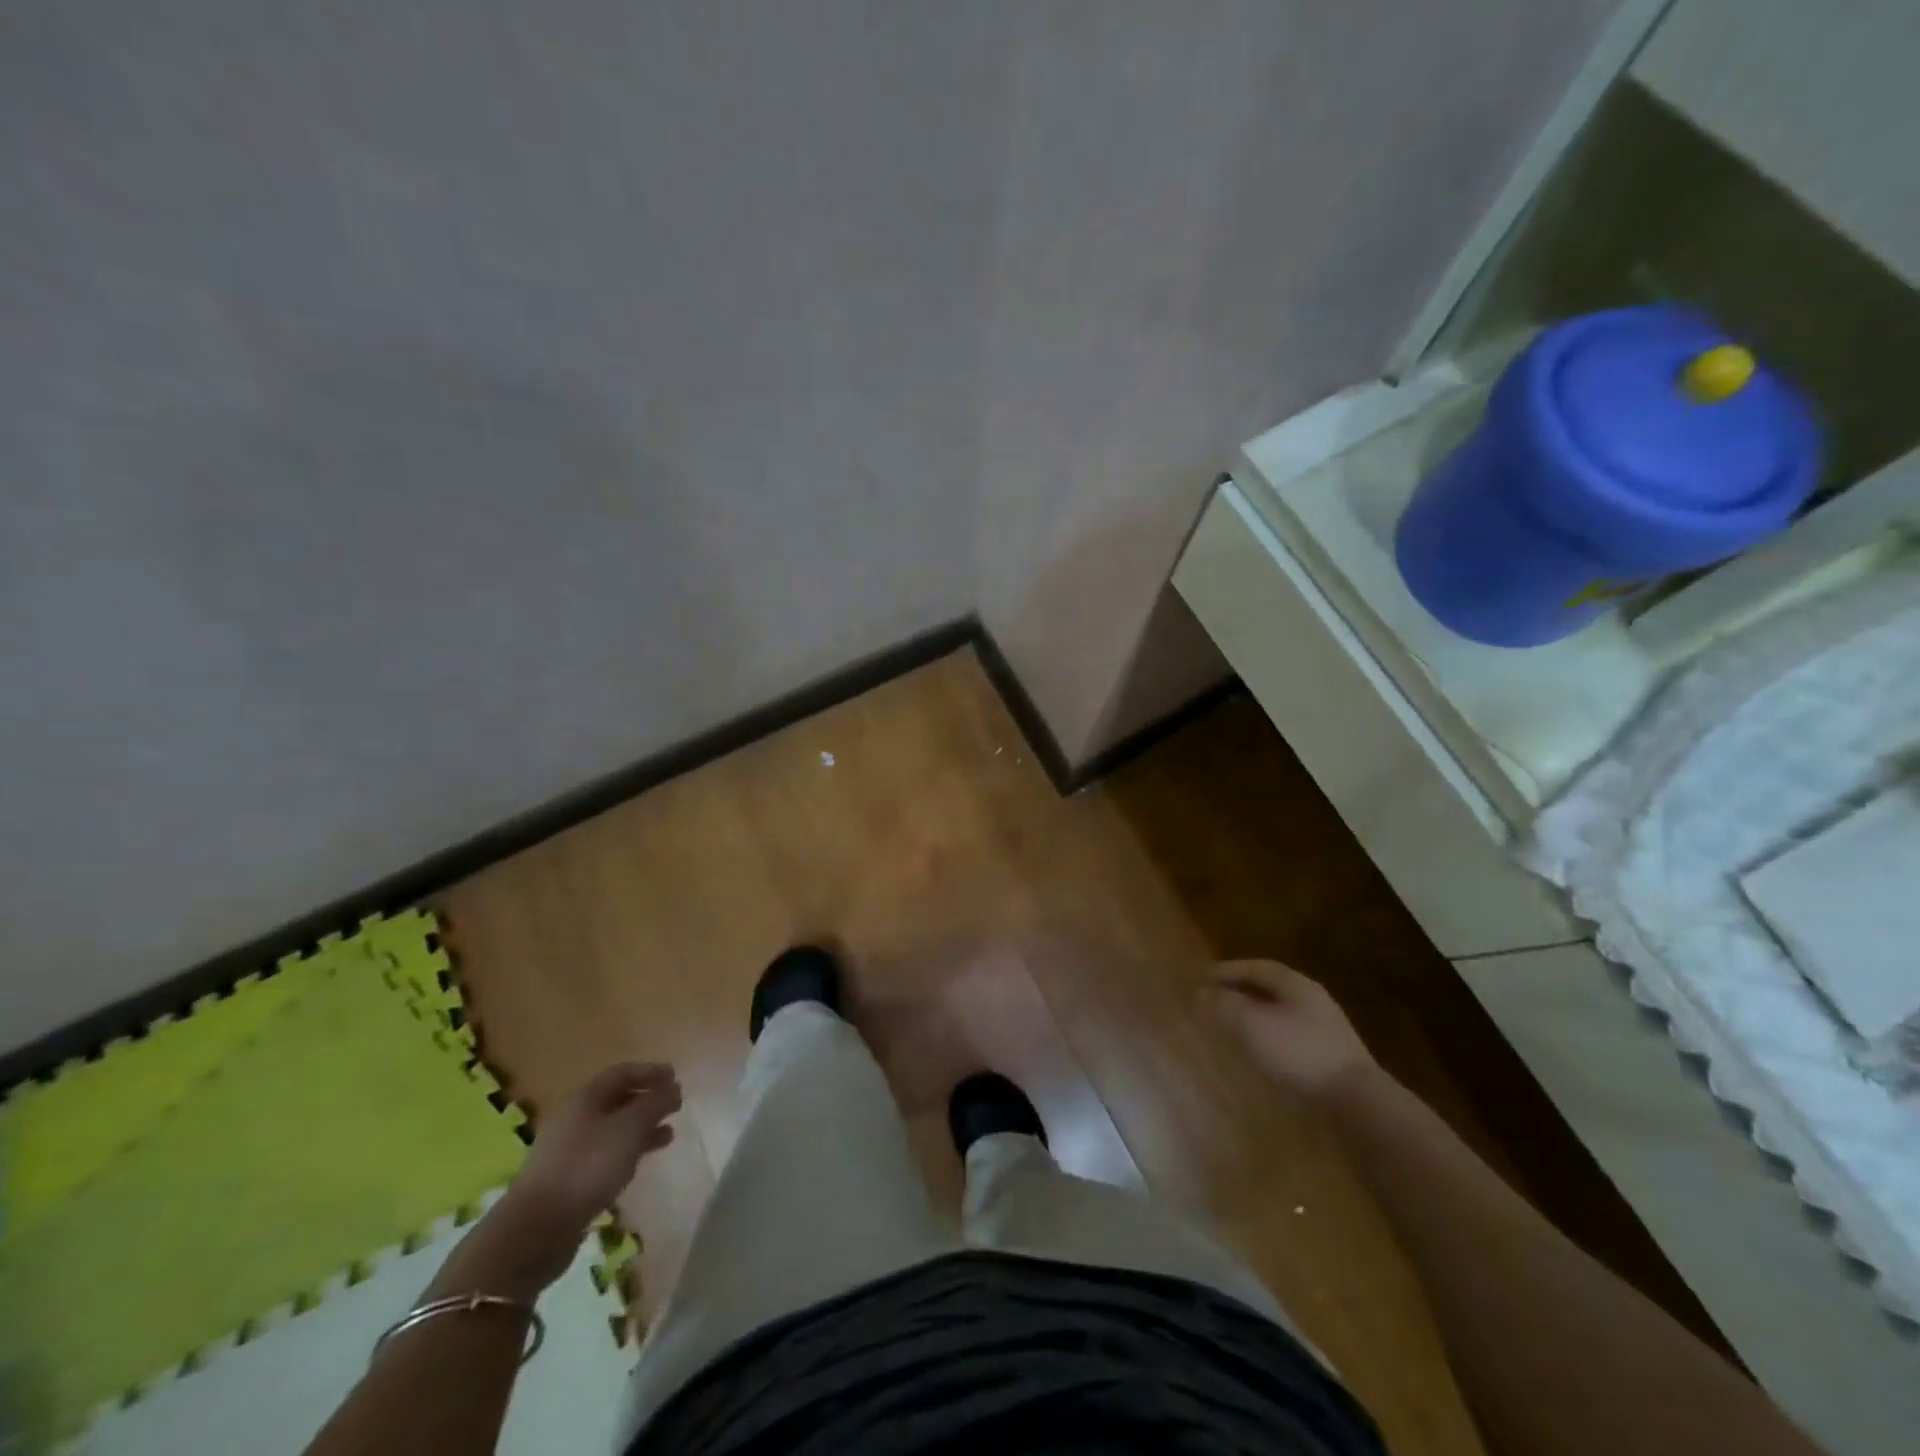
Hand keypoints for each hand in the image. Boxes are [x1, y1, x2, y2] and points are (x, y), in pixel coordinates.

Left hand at [509, 1061, 681, 1233]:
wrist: (537, 1229)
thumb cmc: (588, 1166)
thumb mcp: (630, 1128)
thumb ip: (655, 1103)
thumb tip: (672, 1088)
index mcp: (586, 1097)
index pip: (622, 1072)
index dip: (650, 1071)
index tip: (675, 1076)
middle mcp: (575, 1117)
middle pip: (617, 1099)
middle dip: (648, 1099)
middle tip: (675, 1105)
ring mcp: (569, 1149)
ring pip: (613, 1128)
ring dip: (641, 1127)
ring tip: (668, 1134)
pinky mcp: (569, 1178)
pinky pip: (605, 1154)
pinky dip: (627, 1151)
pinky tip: (641, 1162)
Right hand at [1206, 960, 1377, 1100]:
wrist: (1355, 1101)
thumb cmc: (1298, 1052)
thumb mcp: (1251, 1024)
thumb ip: (1224, 1005)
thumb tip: (1202, 993)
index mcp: (1295, 984)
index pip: (1256, 967)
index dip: (1228, 970)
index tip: (1204, 978)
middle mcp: (1312, 1000)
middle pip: (1270, 989)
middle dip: (1240, 992)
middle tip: (1215, 1000)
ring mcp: (1325, 1029)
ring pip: (1280, 1013)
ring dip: (1254, 1016)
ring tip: (1231, 1027)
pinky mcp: (1329, 1057)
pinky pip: (1290, 1036)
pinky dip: (1268, 1037)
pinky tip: (1259, 1053)